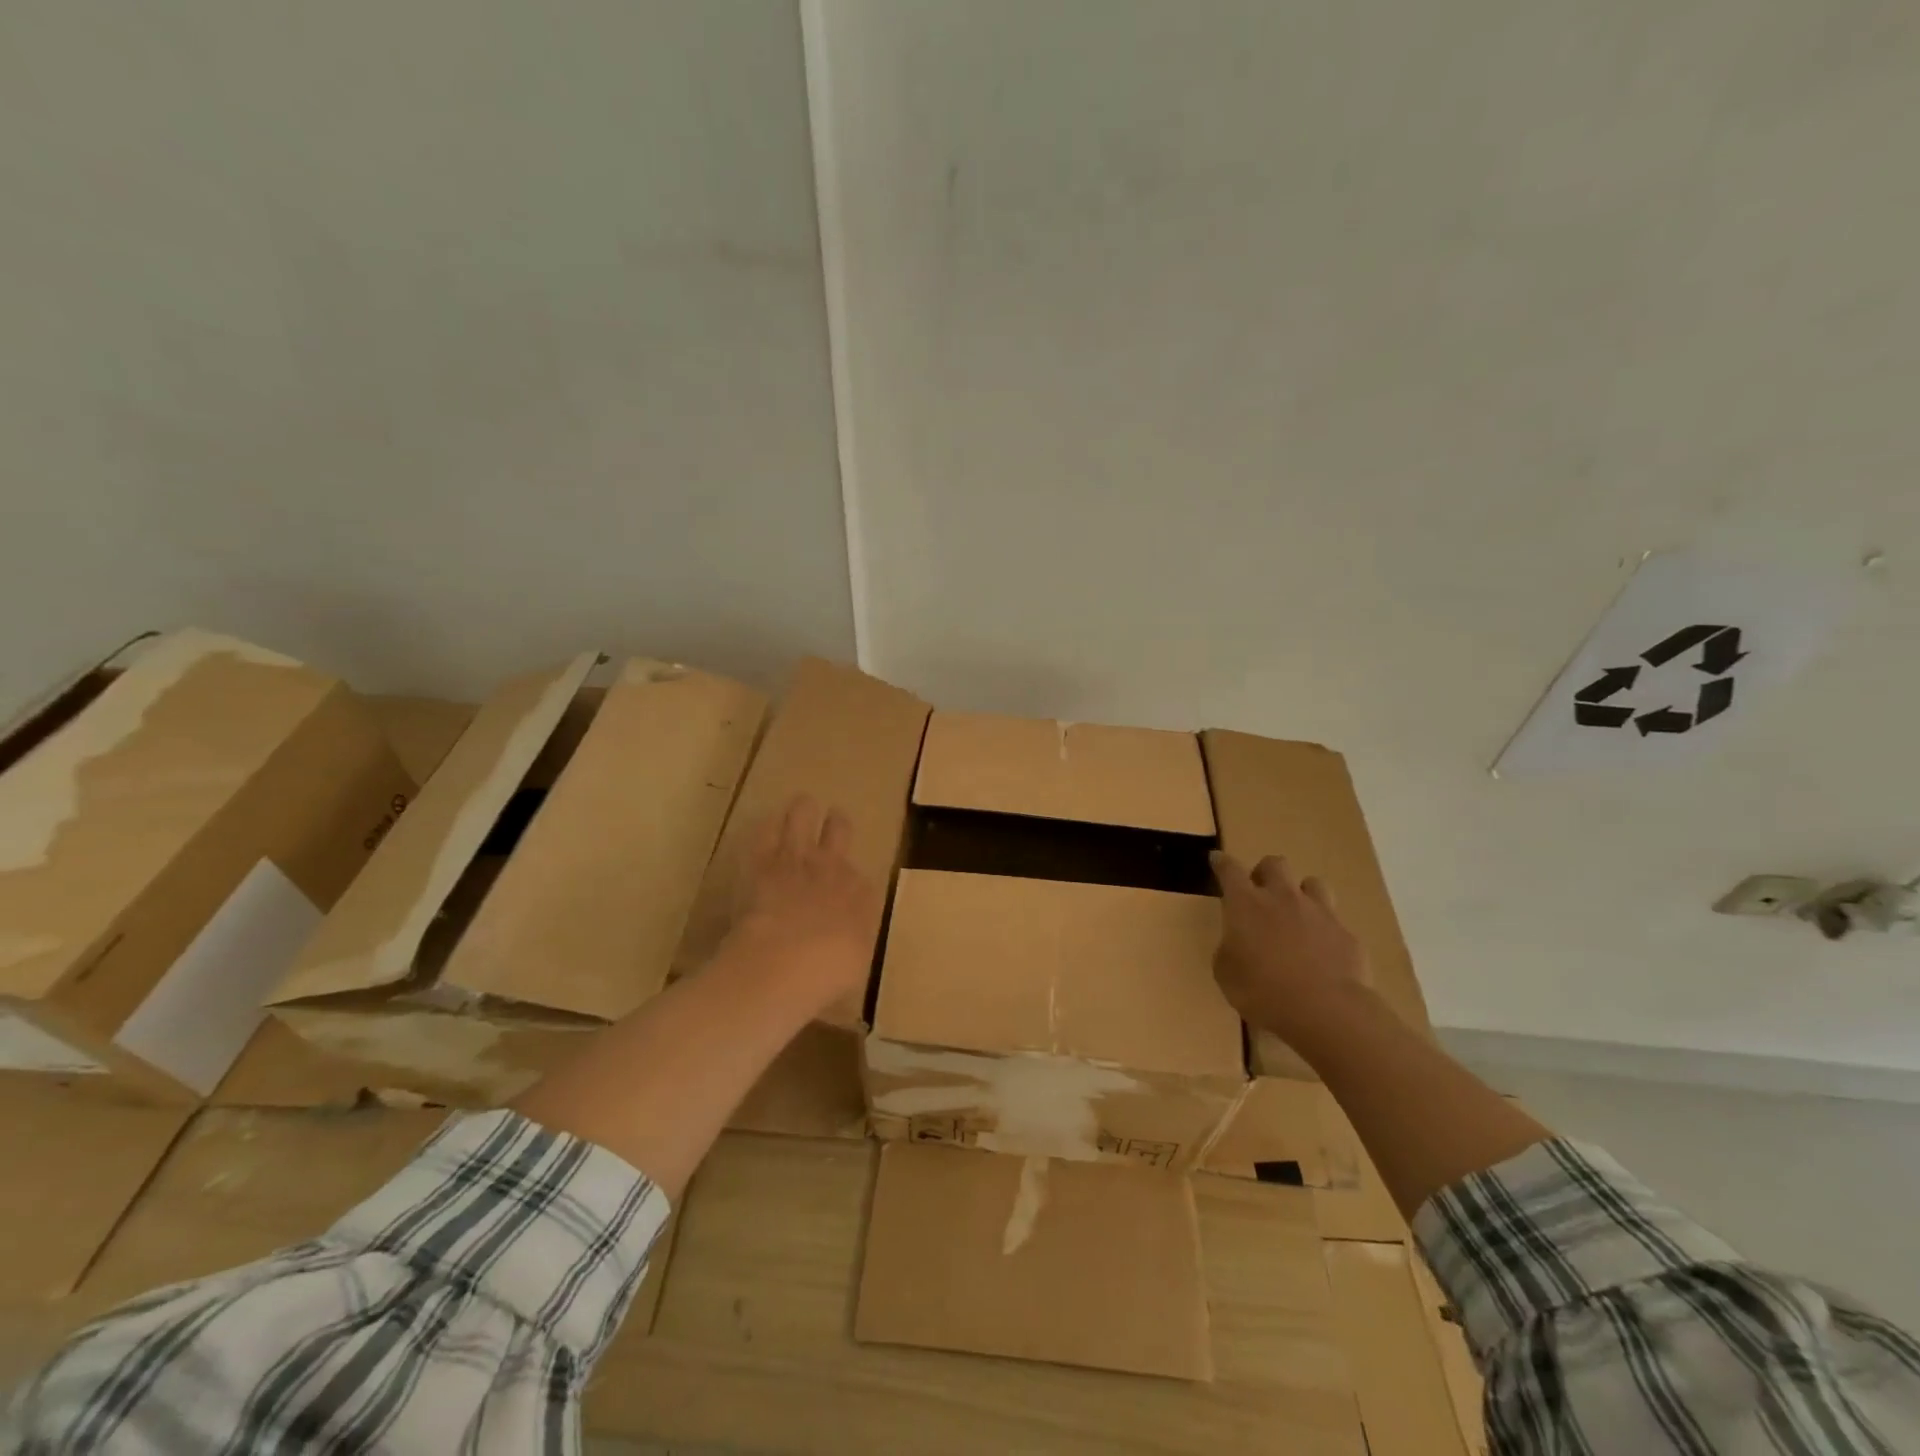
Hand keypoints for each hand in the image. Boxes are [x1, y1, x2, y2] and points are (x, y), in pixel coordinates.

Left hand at [728, 794, 880, 1013]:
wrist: (785, 963)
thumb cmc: (828, 975)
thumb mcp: (855, 969)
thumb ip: (852, 948)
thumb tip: (848, 949)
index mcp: (861, 895)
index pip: (862, 878)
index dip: (853, 879)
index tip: (846, 886)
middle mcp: (833, 867)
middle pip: (839, 830)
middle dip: (836, 824)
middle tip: (832, 820)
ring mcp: (796, 858)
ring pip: (803, 815)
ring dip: (802, 809)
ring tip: (801, 806)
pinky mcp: (760, 859)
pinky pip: (764, 829)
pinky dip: (767, 825)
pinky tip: (766, 823)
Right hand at [1211, 850, 1370, 1043]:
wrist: (1326, 1011)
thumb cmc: (1263, 991)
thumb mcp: (1226, 974)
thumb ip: (1229, 950)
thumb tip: (1238, 944)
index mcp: (1246, 904)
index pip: (1230, 870)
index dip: (1222, 863)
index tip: (1217, 859)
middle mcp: (1282, 898)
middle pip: (1274, 864)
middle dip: (1264, 871)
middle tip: (1260, 891)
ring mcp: (1319, 913)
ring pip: (1312, 883)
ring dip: (1301, 893)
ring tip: (1297, 913)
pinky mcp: (1346, 934)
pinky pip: (1334, 921)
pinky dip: (1325, 930)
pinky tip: (1322, 951)